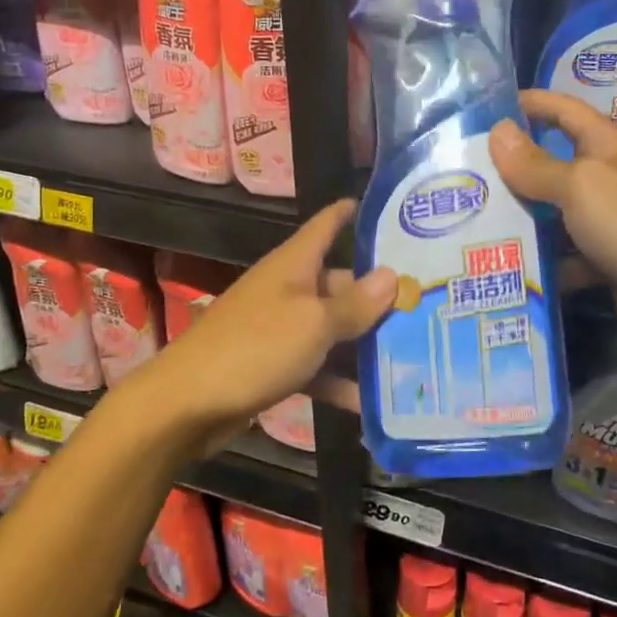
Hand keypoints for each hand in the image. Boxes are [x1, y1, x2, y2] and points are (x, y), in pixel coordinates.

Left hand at [129, 199, 395, 454]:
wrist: (188, 404)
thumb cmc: (255, 348)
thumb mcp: (313, 323)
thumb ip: (355, 304)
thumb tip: (392, 276)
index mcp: (295, 264)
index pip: (328, 224)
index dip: (355, 213)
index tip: (396, 211)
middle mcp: (289, 289)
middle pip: (341, 283)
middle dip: (380, 294)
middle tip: (429, 305)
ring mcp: (281, 329)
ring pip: (333, 328)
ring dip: (365, 343)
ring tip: (416, 353)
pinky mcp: (275, 366)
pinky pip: (318, 366)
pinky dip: (340, 381)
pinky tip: (373, 402)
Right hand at [492, 91, 616, 350]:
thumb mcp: (579, 187)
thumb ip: (536, 163)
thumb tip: (496, 131)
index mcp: (604, 146)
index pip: (562, 109)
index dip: (528, 103)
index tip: (484, 109)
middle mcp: (605, 177)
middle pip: (550, 162)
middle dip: (509, 168)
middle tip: (461, 174)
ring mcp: (606, 220)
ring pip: (551, 212)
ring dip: (519, 217)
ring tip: (468, 220)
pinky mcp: (604, 259)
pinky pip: (562, 253)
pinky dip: (540, 260)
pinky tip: (502, 266)